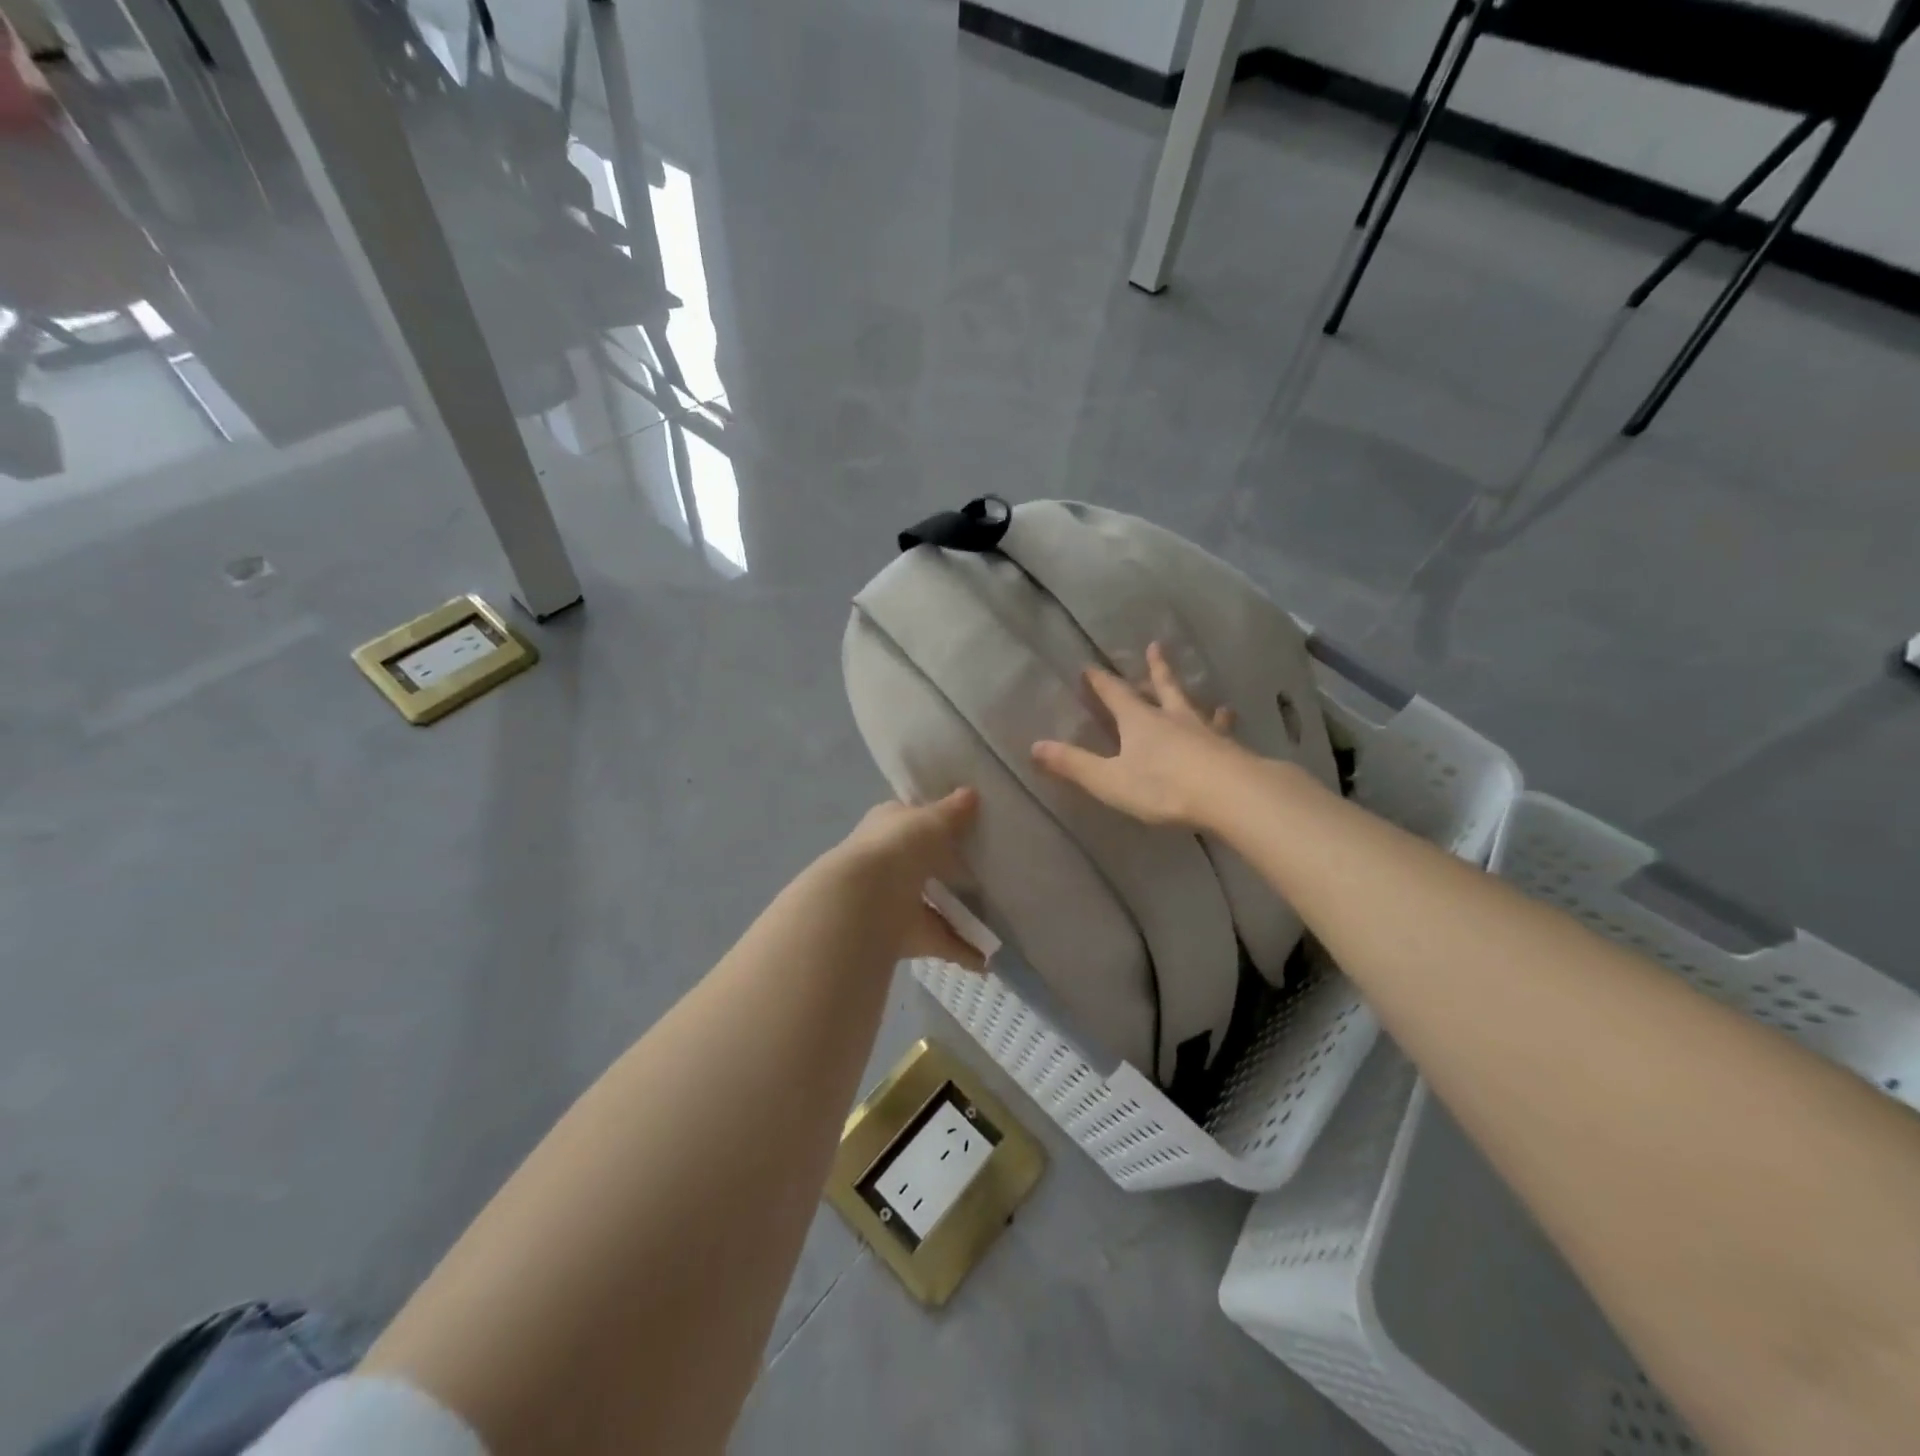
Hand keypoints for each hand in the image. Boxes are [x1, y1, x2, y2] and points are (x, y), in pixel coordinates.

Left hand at [829, 789, 986, 970]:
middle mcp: (887, 863)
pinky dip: (963, 950)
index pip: (910, 820)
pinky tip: (990, 958)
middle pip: (922, 865)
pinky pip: (940, 941)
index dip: (934, 821)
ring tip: (997, 915)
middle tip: (989, 872)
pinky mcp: (904, 936)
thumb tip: (972, 793)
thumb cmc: (896, 849)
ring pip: (931, 906)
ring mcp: (893, 902)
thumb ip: (952, 812)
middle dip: (949, 870)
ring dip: (959, 913)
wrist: (863, 904)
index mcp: (886, 827)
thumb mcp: (930, 821)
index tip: (966, 826)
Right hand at [1031, 642, 1247, 828]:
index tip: (1091, 666)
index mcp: (1139, 722)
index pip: (1116, 694)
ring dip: (1192, 696)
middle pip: (1162, 687)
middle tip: (1155, 647)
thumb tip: (1034, 746)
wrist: (1230, 795)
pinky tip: (1231, 722)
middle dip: (1155, 669)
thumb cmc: (1163, 786)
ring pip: (1195, 706)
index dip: (1101, 682)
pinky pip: (1223, 730)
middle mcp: (1172, 718)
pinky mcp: (1230, 749)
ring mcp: (1205, 732)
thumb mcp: (1109, 780)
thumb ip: (1074, 765)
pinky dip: (1224, 724)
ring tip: (1200, 691)